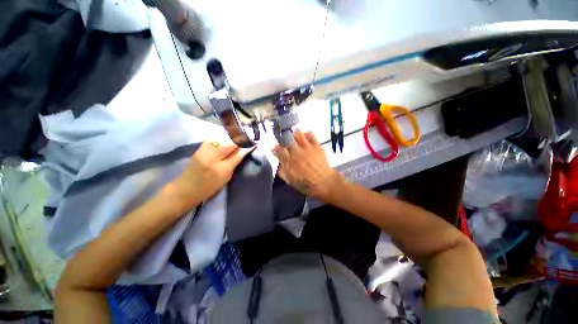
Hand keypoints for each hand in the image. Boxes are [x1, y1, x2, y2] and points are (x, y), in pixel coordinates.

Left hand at [170, 140, 251, 206]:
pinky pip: (213, 139)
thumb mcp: (226, 178)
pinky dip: (220, 138)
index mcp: (223, 169)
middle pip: (230, 143)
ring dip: (231, 137)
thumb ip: (234, 164)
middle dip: (240, 139)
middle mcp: (214, 158)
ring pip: (221, 139)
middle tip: (246, 138)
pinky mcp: (199, 149)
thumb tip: (242, 153)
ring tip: (237, 136)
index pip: (239, 154)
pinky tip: (224, 138)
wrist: (186, 189)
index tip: (253, 143)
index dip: (247, 147)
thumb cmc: (209, 188)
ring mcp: (205, 152)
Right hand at [273, 129, 342, 200]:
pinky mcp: (316, 146)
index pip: (278, 150)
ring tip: (295, 134)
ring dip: (295, 133)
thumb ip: (282, 171)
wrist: (324, 183)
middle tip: (286, 140)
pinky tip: (306, 135)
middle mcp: (296, 153)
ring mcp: (307, 148)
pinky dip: (307, 133)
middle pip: (287, 139)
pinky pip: (310, 134)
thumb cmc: (306, 184)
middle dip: (285, 138)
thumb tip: (279, 164)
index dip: (275, 147)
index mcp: (289, 162)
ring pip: (298, 134)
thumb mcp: (290, 181)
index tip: (275, 147)